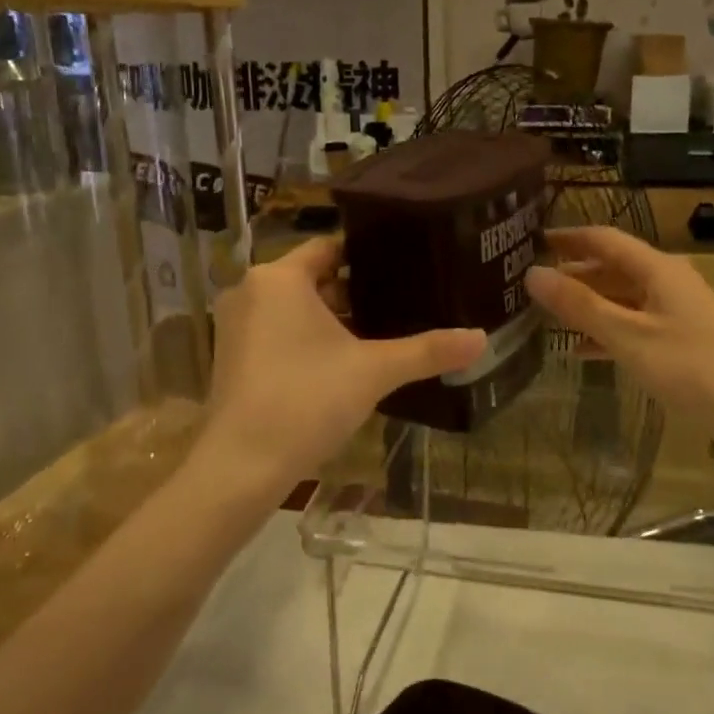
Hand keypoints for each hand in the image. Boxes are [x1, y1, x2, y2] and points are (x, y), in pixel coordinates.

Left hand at [199, 238, 486, 501]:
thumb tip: (482, 338)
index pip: (330, 248)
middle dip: (355, 293)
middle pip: (313, 278)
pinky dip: (306, 339)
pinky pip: (277, 331)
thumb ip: (428, 351)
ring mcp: (235, 325)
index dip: (369, 257)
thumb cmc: (306, 400)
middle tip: (402, 304)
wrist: (241, 466)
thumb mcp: (374, 371)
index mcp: (279, 278)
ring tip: (380, 333)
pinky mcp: (231, 356)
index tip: (405, 268)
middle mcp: (251, 291)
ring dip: (331, 320)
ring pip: (295, 308)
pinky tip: (342, 363)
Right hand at [525, 227, 713, 459]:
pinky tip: (580, 351)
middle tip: (530, 283)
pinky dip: (607, 333)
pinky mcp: (681, 342)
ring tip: (545, 316)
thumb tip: (533, 274)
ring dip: (587, 305)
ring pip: (621, 298)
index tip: (532, 241)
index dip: (568, 237)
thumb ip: (580, 305)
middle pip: (612, 268)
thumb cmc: (692, 367)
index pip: (604, 239)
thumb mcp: (629, 335)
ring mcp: (676, 313)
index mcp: (657, 269)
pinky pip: (634, 326)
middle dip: (573, 273)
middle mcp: (667, 282)